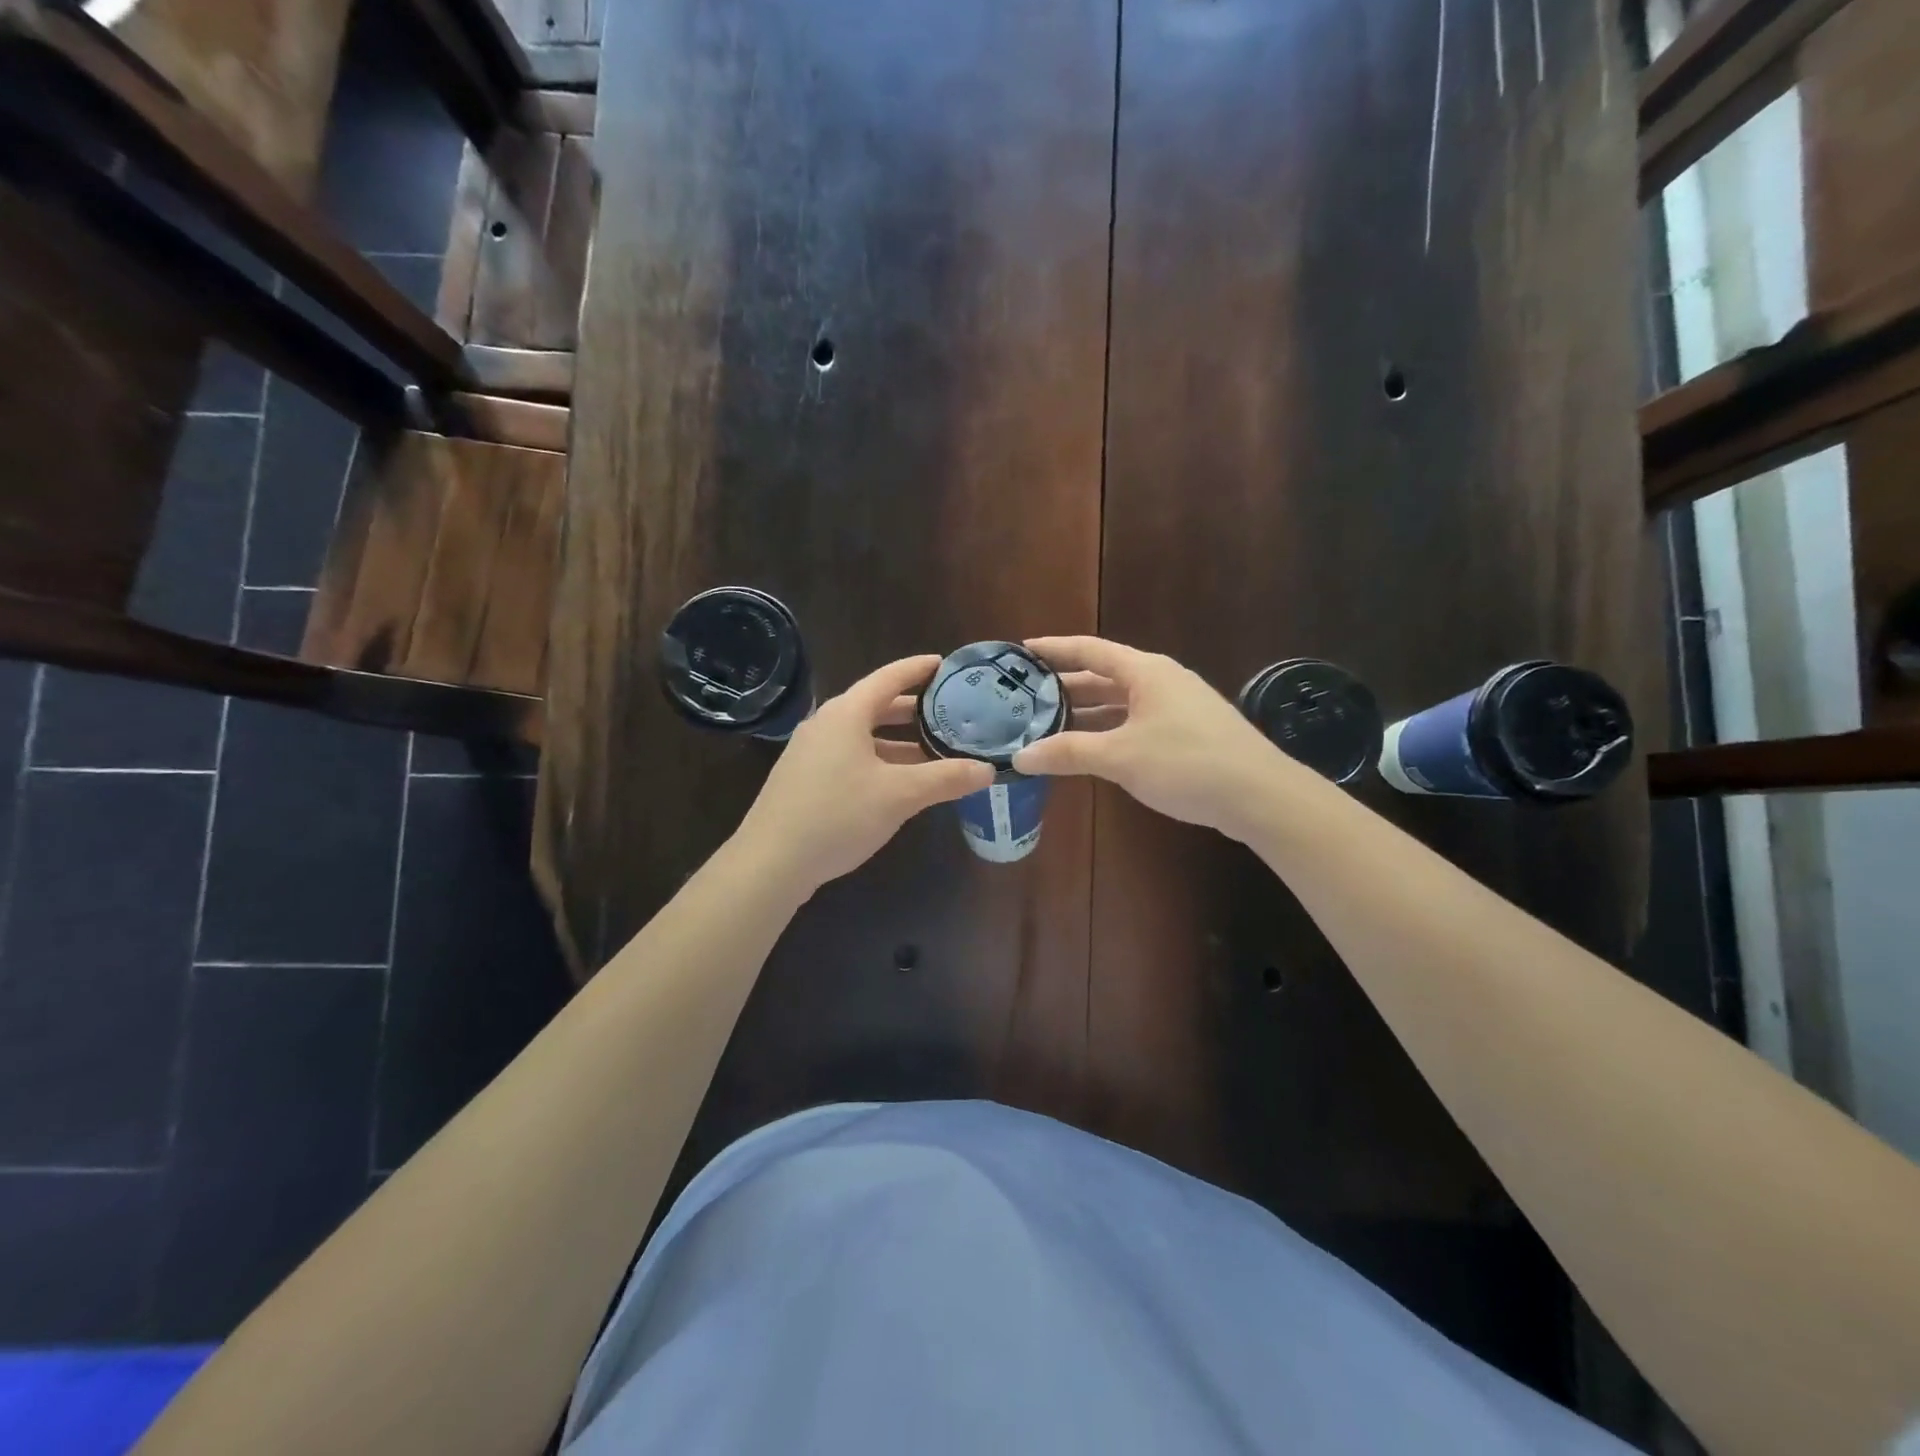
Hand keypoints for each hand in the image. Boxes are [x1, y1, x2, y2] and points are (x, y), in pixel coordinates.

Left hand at [734, 655, 994, 893]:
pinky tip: (899, 783)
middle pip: (876, 707)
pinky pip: (850, 757)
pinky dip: (879, 761)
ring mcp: (811, 753)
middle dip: (914, 710)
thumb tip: (987, 770)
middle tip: (949, 712)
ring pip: (864, 736)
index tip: (945, 664)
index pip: (889, 678)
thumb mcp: (900, 795)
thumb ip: (945, 779)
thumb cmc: (838, 815)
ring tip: (933, 752)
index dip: (918, 669)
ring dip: (898, 742)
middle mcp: (826, 724)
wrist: (771, 862)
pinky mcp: (805, 779)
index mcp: (847, 714)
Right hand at [1012, 636, 1292, 841]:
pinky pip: (1136, 723)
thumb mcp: (1121, 757)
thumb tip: (1020, 757)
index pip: (1090, 650)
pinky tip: (1091, 750)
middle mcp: (1161, 681)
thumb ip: (1069, 753)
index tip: (1021, 651)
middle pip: (1103, 676)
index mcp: (1145, 672)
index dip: (1055, 649)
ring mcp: (1177, 707)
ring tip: (1048, 724)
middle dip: (1066, 686)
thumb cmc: (1187, 763)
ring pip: (1120, 703)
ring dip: (1086, 713)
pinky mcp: (1187, 733)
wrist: (1259, 795)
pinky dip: (1109, 731)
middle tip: (1026, 697)